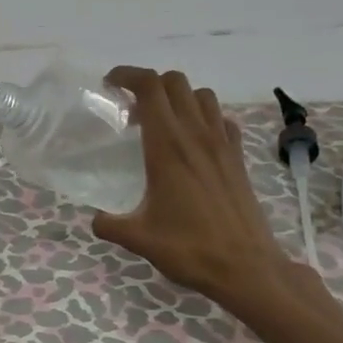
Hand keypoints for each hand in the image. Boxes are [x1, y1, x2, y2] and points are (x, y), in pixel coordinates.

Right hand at [91, 67, 297, 320]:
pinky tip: (194, 142)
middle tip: (131, 110)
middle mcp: (196, 136)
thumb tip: (96, 220)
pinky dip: (205, 118)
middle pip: (175, 83)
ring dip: (178, 98)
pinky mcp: (238, 158)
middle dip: (149, 84)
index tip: (110, 84)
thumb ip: (110, 225)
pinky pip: (222, 120)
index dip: (127, 75)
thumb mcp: (138, 238)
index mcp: (167, 147)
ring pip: (202, 96)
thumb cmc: (189, 249)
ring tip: (161, 122)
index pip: (150, 88)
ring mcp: (222, 145)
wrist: (246, 267)